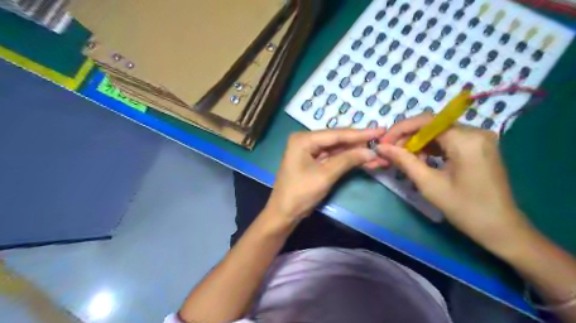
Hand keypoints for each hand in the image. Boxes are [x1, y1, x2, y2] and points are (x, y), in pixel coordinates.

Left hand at [266, 127, 383, 223]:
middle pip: (338, 140)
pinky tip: (365, 161)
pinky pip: (334, 158)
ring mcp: (310, 151)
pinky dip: (348, 160)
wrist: (284, 213)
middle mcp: (306, 140)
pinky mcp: (314, 161)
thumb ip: (348, 160)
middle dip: (360, 144)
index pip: (337, 134)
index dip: (360, 133)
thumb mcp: (325, 175)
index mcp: (304, 139)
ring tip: (379, 154)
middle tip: (383, 140)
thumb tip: (372, 152)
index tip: (381, 130)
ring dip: (357, 153)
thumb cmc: (300, 193)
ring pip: (338, 149)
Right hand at [376, 115, 533, 252]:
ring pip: (439, 132)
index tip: (383, 142)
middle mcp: (475, 132)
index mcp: (466, 139)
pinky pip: (449, 140)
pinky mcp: (479, 147)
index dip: (400, 129)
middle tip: (390, 152)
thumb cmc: (464, 208)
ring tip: (403, 158)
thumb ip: (403, 160)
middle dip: (408, 137)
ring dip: (418, 143)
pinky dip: (431, 147)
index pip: (426, 121)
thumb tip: (380, 147)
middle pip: (432, 125)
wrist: (501, 229)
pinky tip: (421, 160)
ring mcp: (479, 139)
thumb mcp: (428, 184)